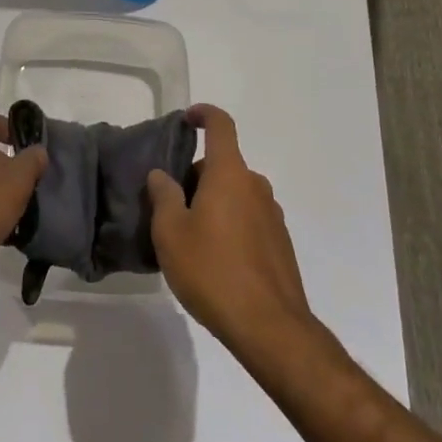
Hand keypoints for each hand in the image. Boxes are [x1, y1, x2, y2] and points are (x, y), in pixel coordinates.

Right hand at [145, 105, 316, 360]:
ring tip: (191, 237)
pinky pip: (249, 218)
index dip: (203, 114)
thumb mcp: (171, 234)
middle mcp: (255, 185)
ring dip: (214, 202)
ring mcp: (272, 214)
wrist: (270, 328)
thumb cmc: (213, 271)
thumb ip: (163, 196)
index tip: (187, 119)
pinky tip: (215, 259)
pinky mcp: (280, 243)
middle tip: (171, 205)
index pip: (221, 125)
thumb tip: (161, 175)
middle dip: (197, 176)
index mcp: (229, 174)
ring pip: (236, 193)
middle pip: (223, 165)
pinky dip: (231, 224)